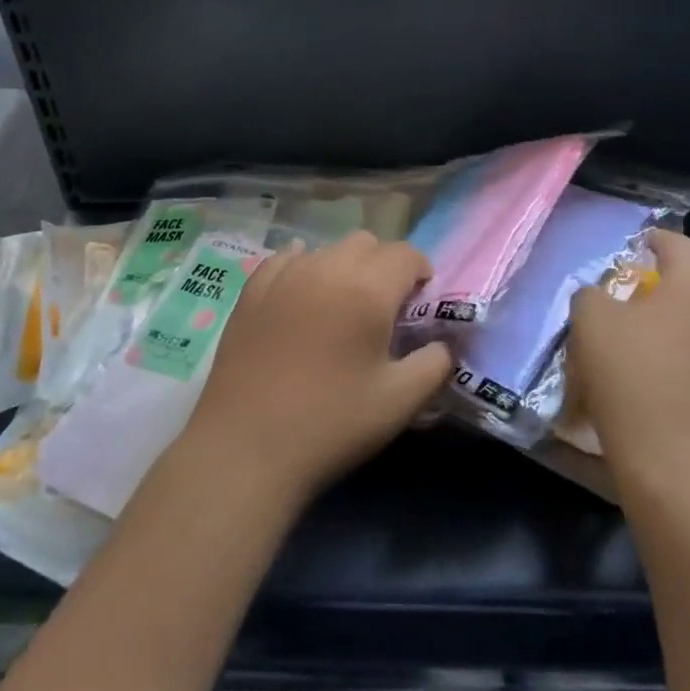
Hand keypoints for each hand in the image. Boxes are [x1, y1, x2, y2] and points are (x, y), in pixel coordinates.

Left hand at [179, 231, 452, 504]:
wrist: (246, 447)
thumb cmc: (331, 424)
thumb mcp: (400, 402)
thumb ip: (434, 363)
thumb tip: (443, 343)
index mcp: (367, 289)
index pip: (406, 254)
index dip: (421, 272)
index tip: (421, 301)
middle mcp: (326, 267)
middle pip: (366, 243)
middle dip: (384, 265)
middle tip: (384, 307)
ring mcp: (283, 275)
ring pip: (326, 249)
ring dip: (344, 267)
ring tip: (342, 307)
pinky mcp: (251, 290)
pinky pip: (286, 259)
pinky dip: (303, 267)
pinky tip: (302, 293)